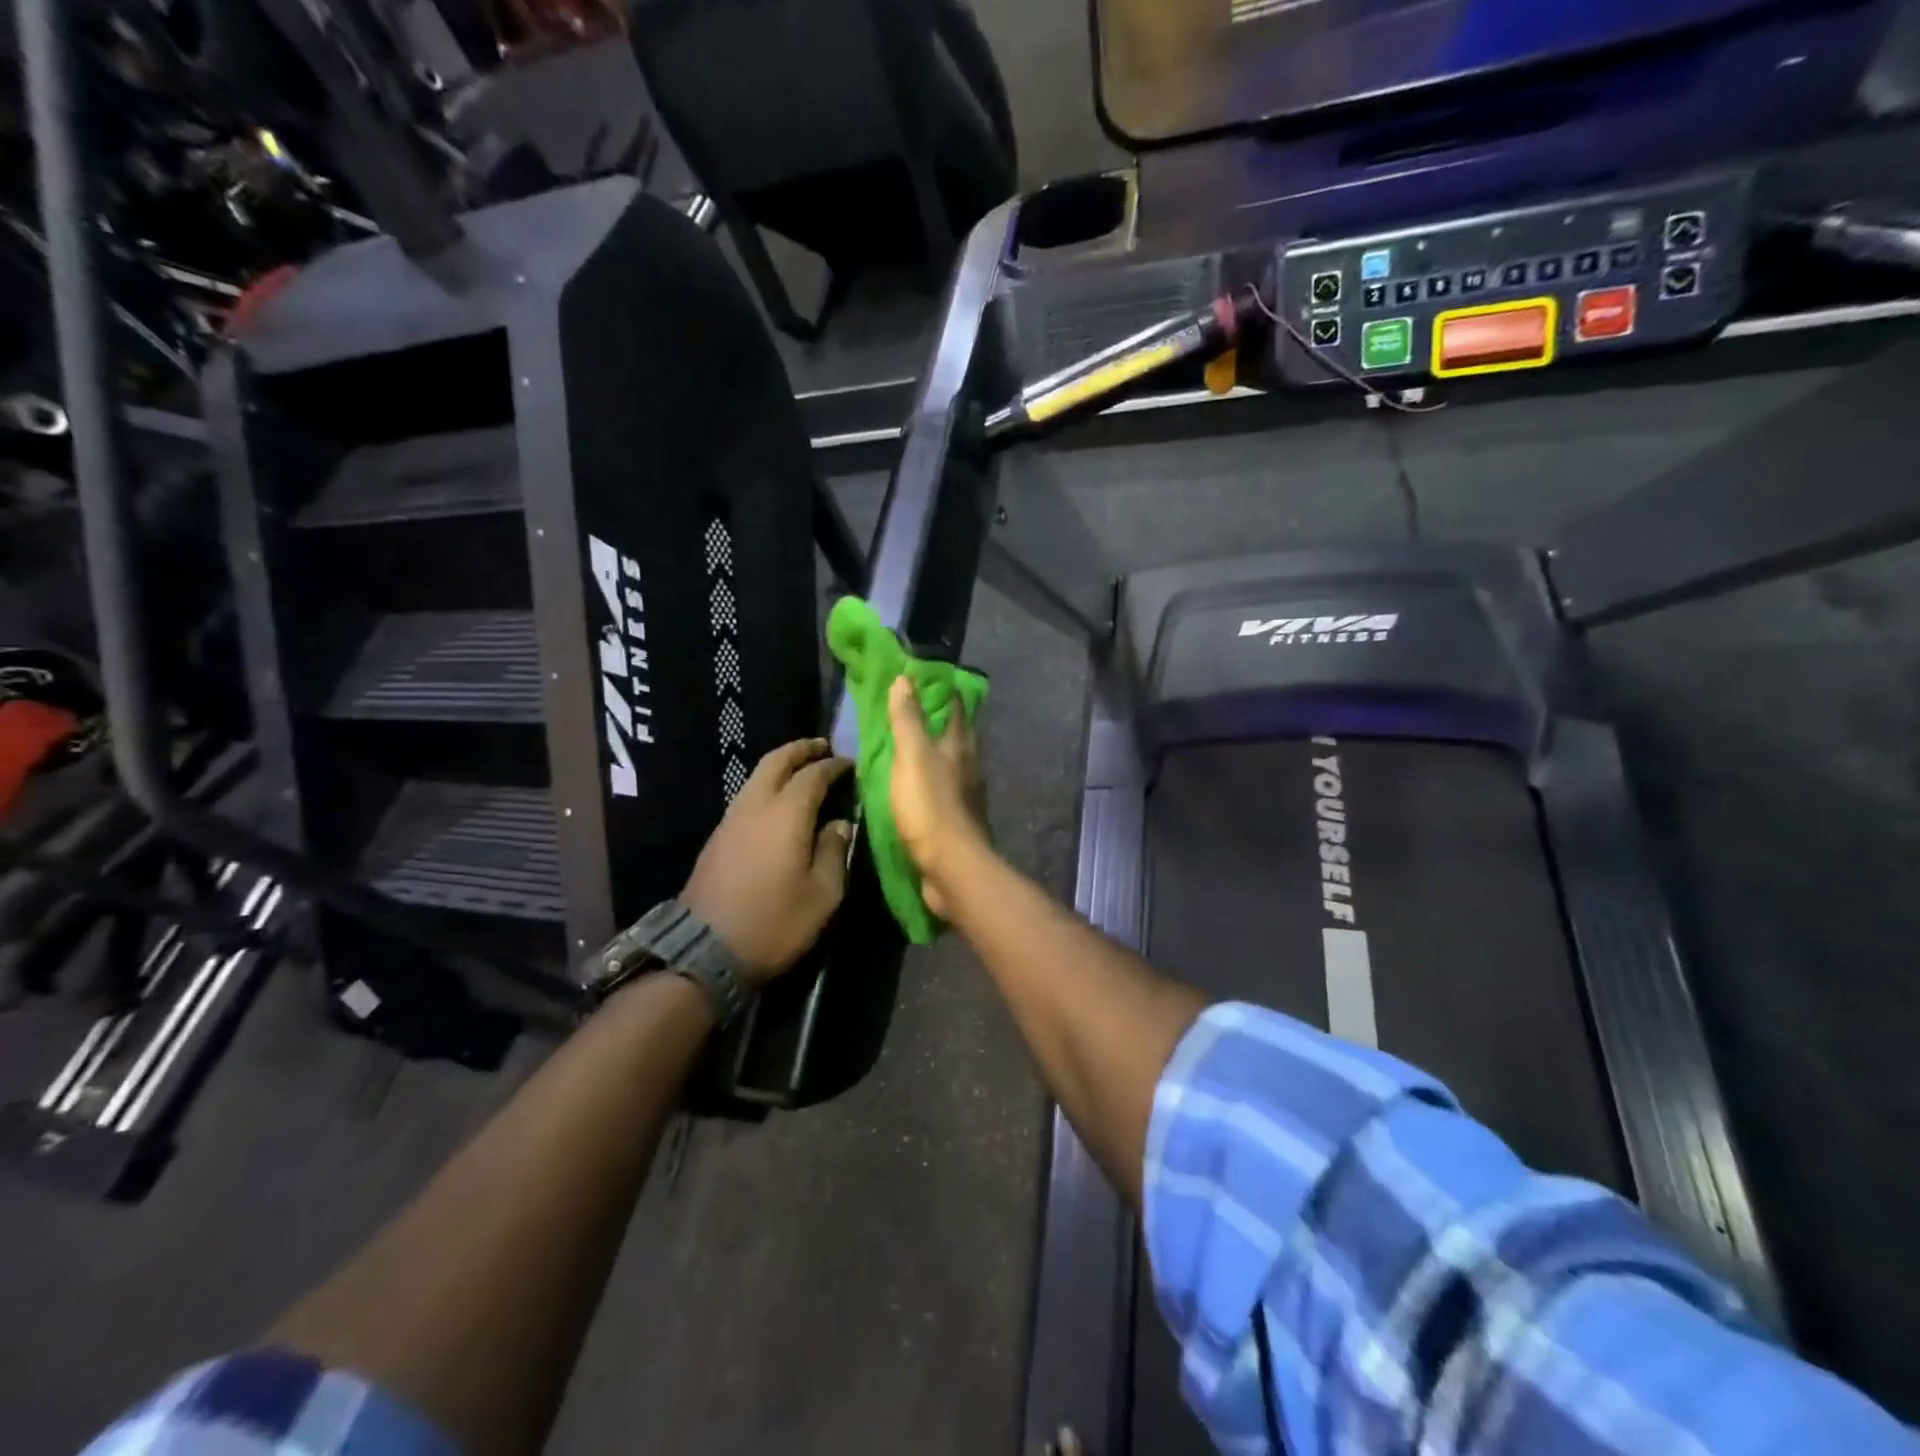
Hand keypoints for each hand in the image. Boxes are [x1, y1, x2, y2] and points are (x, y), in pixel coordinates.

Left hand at [681, 740, 853, 985]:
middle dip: (801, 749)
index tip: (851, 765)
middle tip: (823, 747)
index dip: (834, 766)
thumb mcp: (822, 894)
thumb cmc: (774, 922)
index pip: (813, 775)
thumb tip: (840, 824)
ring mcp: (731, 820)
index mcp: (786, 814)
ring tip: (803, 770)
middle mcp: (756, 806)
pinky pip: (747, 796)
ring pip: (757, 776)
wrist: (704, 951)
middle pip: (776, 761)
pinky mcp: (718, 837)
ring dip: (781, 765)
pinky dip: (767, 786)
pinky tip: (779, 802)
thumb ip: (834, 851)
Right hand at [886, 676, 988, 919]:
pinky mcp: (959, 821)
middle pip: (959, 735)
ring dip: (939, 753)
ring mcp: (967, 795)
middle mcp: (970, 766)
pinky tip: (920, 787)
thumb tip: (905, 678)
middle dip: (943, 721)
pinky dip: (934, 782)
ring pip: (954, 764)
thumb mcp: (912, 756)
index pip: (956, 707)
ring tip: (915, 747)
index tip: (927, 678)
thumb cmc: (930, 806)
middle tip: (919, 709)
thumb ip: (908, 719)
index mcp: (960, 746)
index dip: (944, 690)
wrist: (951, 866)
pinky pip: (946, 792)